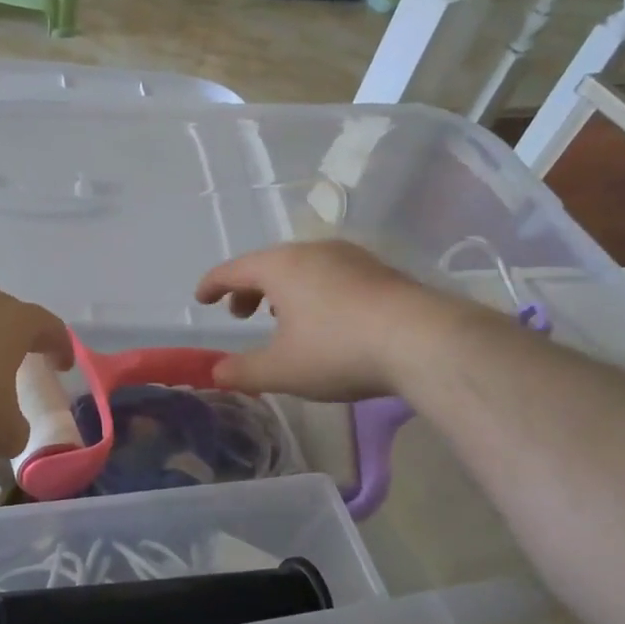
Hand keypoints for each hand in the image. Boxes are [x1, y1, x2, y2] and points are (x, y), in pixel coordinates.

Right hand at [195, 242, 438, 400]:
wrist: (423, 340)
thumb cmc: (338, 350)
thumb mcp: (281, 370)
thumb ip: (242, 371)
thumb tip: (215, 372)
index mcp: (280, 266)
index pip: (233, 269)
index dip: (212, 284)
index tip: (200, 299)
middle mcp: (312, 251)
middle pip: (268, 264)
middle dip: (248, 289)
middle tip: (241, 315)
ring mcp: (350, 257)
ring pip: (302, 267)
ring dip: (282, 289)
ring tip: (281, 316)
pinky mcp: (379, 271)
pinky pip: (331, 274)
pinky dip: (313, 291)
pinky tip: (325, 319)